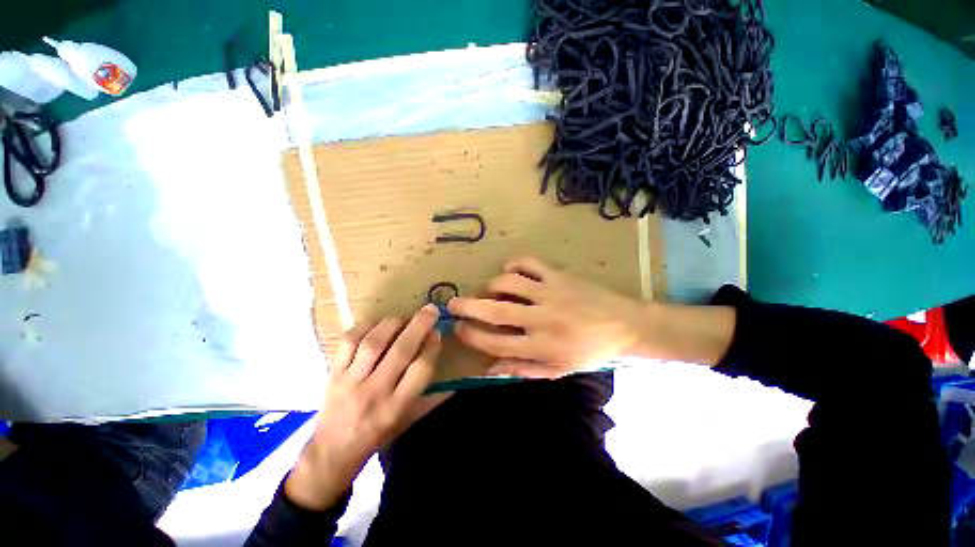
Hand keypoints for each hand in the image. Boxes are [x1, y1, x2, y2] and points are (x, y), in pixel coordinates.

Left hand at [285, 305, 450, 509]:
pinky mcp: (334, 372)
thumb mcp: (410, 420)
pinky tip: (378, 322)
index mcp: (397, 406)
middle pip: (400, 351)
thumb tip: (457, 380)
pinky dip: (365, 326)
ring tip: (405, 317)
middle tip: (430, 310)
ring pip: (374, 343)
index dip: (432, 347)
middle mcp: (375, 392)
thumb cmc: (379, 434)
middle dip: (419, 326)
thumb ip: (433, 399)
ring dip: (393, 323)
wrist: (333, 450)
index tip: (437, 333)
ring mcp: (351, 381)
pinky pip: (348, 342)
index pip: (421, 370)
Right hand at [448, 256, 649, 378]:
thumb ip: (521, 370)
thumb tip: (488, 370)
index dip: (471, 335)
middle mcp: (541, 319)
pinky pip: (529, 262)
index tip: (458, 328)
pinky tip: (510, 270)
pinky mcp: (558, 275)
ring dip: (491, 285)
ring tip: (488, 290)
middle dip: (467, 306)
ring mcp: (550, 293)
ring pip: (509, 282)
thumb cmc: (589, 351)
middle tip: (452, 303)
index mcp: (541, 346)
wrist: (625, 326)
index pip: (495, 342)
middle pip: (495, 310)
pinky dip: (514, 263)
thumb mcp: (557, 369)